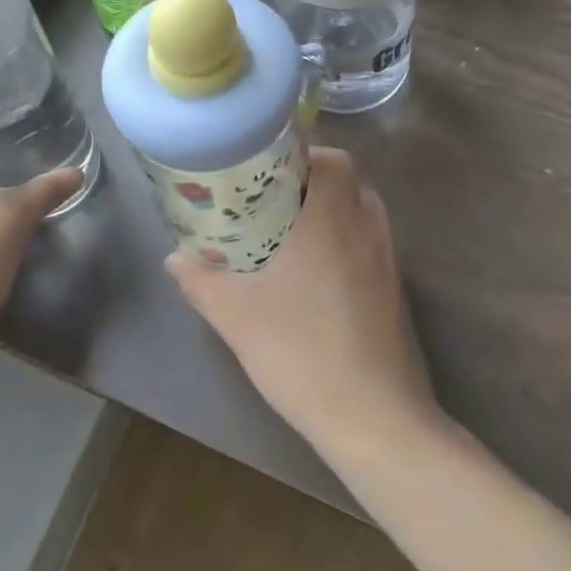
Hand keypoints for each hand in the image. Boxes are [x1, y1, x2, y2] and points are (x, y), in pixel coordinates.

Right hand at [165, 147, 438, 459]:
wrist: (376, 418)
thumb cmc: (302, 351)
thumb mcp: (236, 316)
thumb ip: (201, 280)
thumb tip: (174, 257)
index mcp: (330, 214)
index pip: (327, 157)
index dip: (295, 153)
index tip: (261, 169)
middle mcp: (364, 223)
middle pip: (343, 177)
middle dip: (306, 179)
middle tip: (265, 199)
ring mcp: (387, 255)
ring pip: (358, 207)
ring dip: (327, 207)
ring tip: (286, 230)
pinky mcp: (396, 285)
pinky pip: (368, 239)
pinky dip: (343, 237)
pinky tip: (314, 272)